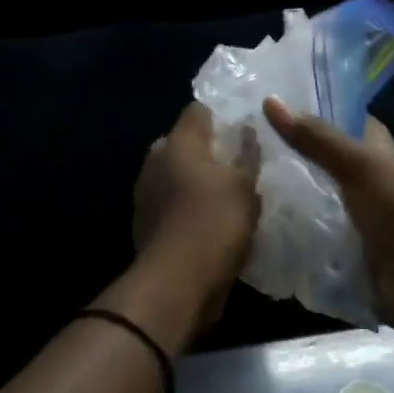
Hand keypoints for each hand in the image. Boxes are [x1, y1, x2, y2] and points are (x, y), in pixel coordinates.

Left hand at [132, 103, 259, 310]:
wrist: (178, 282)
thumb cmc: (215, 222)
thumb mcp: (245, 186)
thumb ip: (247, 154)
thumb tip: (246, 130)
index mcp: (178, 142)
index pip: (198, 110)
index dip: (221, 116)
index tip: (243, 129)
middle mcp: (155, 161)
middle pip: (184, 143)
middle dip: (208, 151)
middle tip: (238, 165)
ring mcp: (146, 193)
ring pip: (176, 175)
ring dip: (197, 181)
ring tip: (228, 196)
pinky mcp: (145, 223)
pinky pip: (172, 203)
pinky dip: (188, 207)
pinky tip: (210, 221)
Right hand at [261, 98, 393, 332]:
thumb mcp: (359, 166)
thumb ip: (317, 138)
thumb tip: (270, 100)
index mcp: (380, 157)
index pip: (352, 125)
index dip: (324, 113)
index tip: (282, 106)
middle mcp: (370, 187)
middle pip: (329, 168)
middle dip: (296, 162)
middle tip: (249, 152)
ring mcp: (361, 224)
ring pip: (320, 206)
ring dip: (292, 204)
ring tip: (244, 193)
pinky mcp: (351, 258)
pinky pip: (317, 245)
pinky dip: (297, 242)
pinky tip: (265, 235)